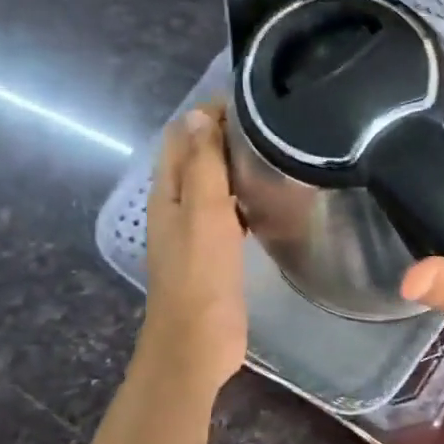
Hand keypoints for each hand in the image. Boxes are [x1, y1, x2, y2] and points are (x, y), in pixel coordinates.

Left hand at [139, 104, 246, 395]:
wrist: (196, 343)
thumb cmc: (201, 276)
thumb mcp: (203, 213)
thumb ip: (202, 165)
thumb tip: (197, 114)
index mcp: (168, 192)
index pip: (183, 136)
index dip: (210, 113)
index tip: (253, 100)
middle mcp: (177, 206)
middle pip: (196, 157)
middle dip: (225, 135)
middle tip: (273, 124)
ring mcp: (195, 232)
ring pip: (213, 185)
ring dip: (235, 166)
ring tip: (275, 153)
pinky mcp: (215, 254)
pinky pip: (228, 213)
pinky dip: (243, 197)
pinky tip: (269, 201)